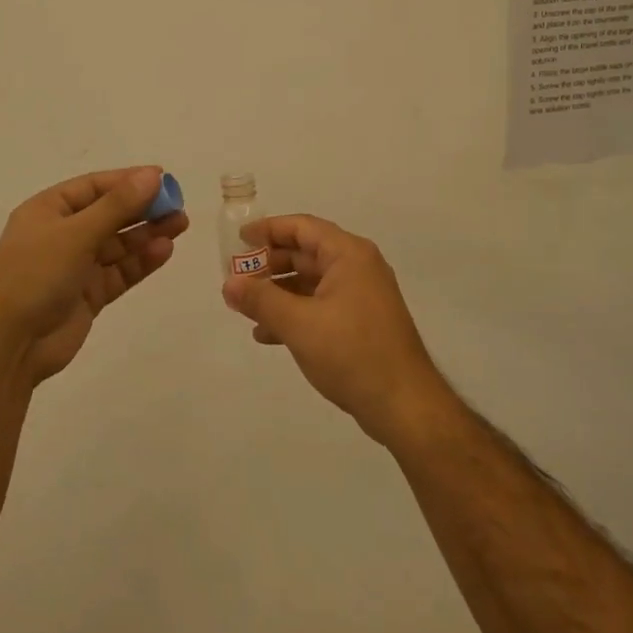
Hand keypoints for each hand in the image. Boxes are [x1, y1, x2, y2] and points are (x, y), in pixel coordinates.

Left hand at [0, 166, 187, 385]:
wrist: (8, 342)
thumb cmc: (35, 275)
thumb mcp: (77, 233)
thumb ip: (118, 205)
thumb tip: (153, 175)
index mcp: (48, 210)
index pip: (94, 187)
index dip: (128, 181)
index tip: (163, 179)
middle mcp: (62, 235)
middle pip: (108, 215)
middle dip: (142, 209)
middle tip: (178, 205)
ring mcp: (74, 267)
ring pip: (117, 245)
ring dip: (146, 235)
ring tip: (180, 225)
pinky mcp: (87, 296)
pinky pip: (118, 273)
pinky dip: (140, 262)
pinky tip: (163, 251)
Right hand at [220, 214, 447, 442]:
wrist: (403, 405)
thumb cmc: (351, 353)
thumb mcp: (298, 324)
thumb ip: (260, 300)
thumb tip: (229, 284)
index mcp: (349, 255)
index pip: (302, 227)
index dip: (268, 229)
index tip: (238, 239)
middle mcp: (358, 268)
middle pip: (306, 253)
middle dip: (269, 265)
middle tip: (236, 277)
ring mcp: (362, 297)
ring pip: (311, 283)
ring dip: (277, 292)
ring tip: (245, 309)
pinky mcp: (361, 323)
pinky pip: (320, 306)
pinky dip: (294, 313)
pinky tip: (268, 334)